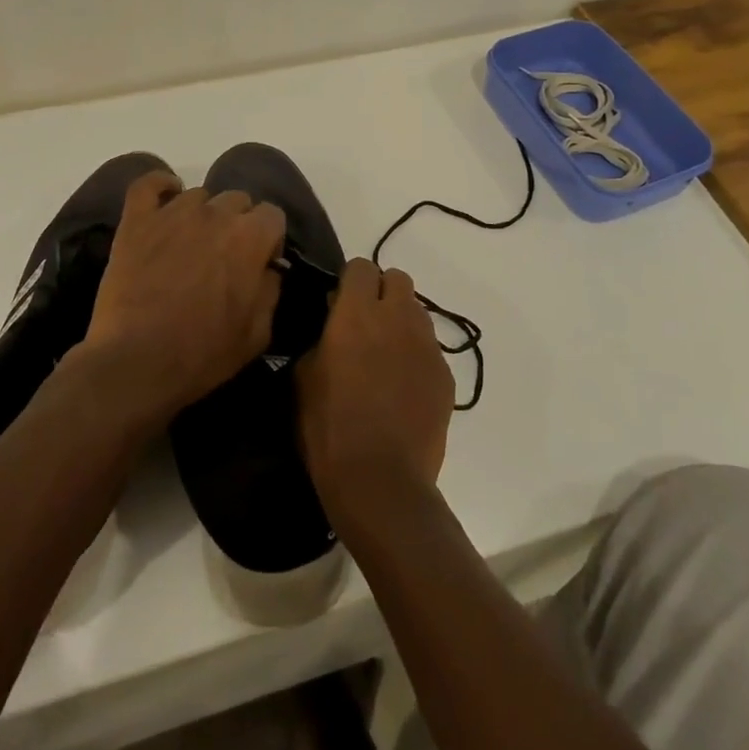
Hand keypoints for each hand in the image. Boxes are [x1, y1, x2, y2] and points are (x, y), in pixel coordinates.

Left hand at [81, 171, 285, 423]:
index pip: (273, 214)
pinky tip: (165, 197)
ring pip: (198, 195)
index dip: (269, 238)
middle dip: (238, 224)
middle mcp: (216, 214)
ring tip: (191, 243)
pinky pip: (148, 184)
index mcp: (250, 237)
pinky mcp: (137, 220)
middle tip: (225, 256)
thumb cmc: (202, 352)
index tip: (260, 262)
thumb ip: (270, 290)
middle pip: (238, 199)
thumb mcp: (257, 333)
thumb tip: (268, 269)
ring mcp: (173, 212)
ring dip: (202, 215)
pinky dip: (160, 185)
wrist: (136, 362)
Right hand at [296, 259, 454, 511]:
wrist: (382, 482)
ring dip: (400, 321)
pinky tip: (403, 386)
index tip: (339, 304)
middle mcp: (396, 318)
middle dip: (381, 291)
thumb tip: (334, 326)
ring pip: (417, 310)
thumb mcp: (304, 379)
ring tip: (385, 355)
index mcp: (356, 314)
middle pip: (397, 278)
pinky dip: (416, 355)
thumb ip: (321, 338)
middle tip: (365, 323)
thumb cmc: (330, 430)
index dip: (350, 281)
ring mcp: (426, 345)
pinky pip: (430, 347)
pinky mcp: (445, 374)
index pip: (361, 267)